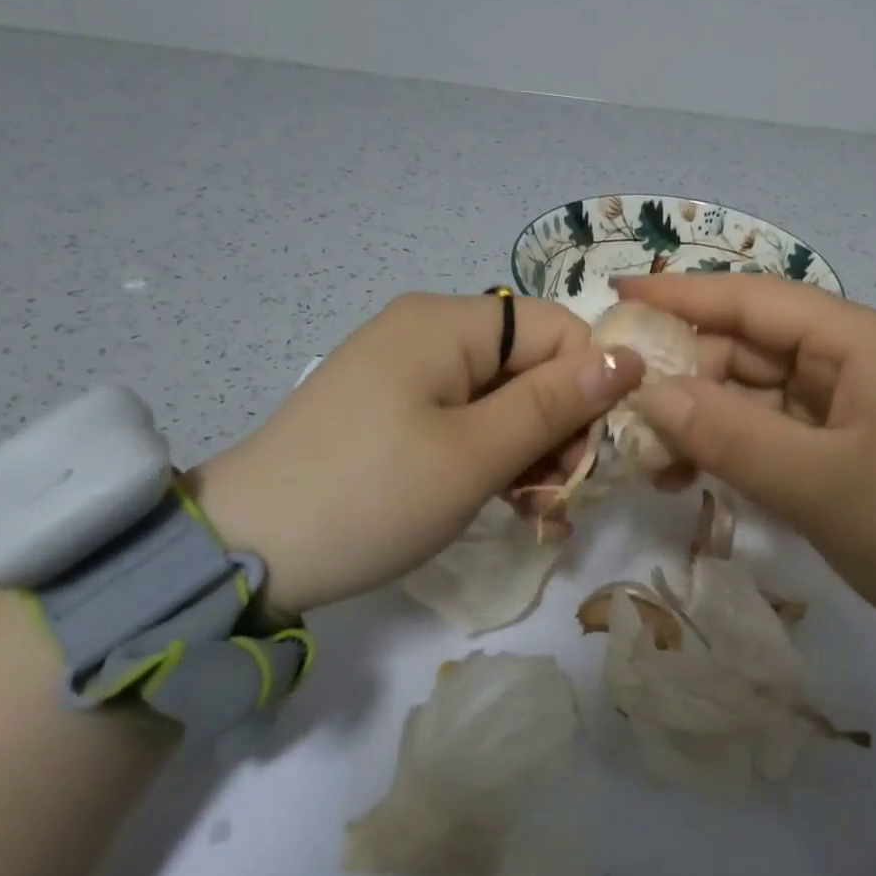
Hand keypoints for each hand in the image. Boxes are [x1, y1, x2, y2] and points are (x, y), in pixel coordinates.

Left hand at [187, 293, 643, 619]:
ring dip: (532, 453)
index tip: (586, 457)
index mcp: (449, 323)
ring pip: (505, 398)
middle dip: (559, 428)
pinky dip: (494, 458)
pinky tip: (510, 506)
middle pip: (533, 364)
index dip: (588, 386)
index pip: (559, 329)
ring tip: (538, 515)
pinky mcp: (395, 409)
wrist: (244, 553)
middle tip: (559, 498)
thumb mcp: (474, 454)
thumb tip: (630, 357)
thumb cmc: (370, 496)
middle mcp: (431, 331)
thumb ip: (556, 403)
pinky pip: (467, 419)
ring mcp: (409, 371)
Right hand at [615, 275, 875, 652]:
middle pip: (748, 346)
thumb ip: (729, 434)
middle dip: (684, 371)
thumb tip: (647, 392)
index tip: (614, 293)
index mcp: (858, 340)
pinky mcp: (842, 443)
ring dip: (702, 416)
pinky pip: (771, 429)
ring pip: (754, 391)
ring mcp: (847, 402)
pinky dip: (731, 445)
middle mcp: (850, 358)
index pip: (754, 299)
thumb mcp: (821, 485)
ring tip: (650, 455)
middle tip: (622, 408)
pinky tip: (693, 472)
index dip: (682, 294)